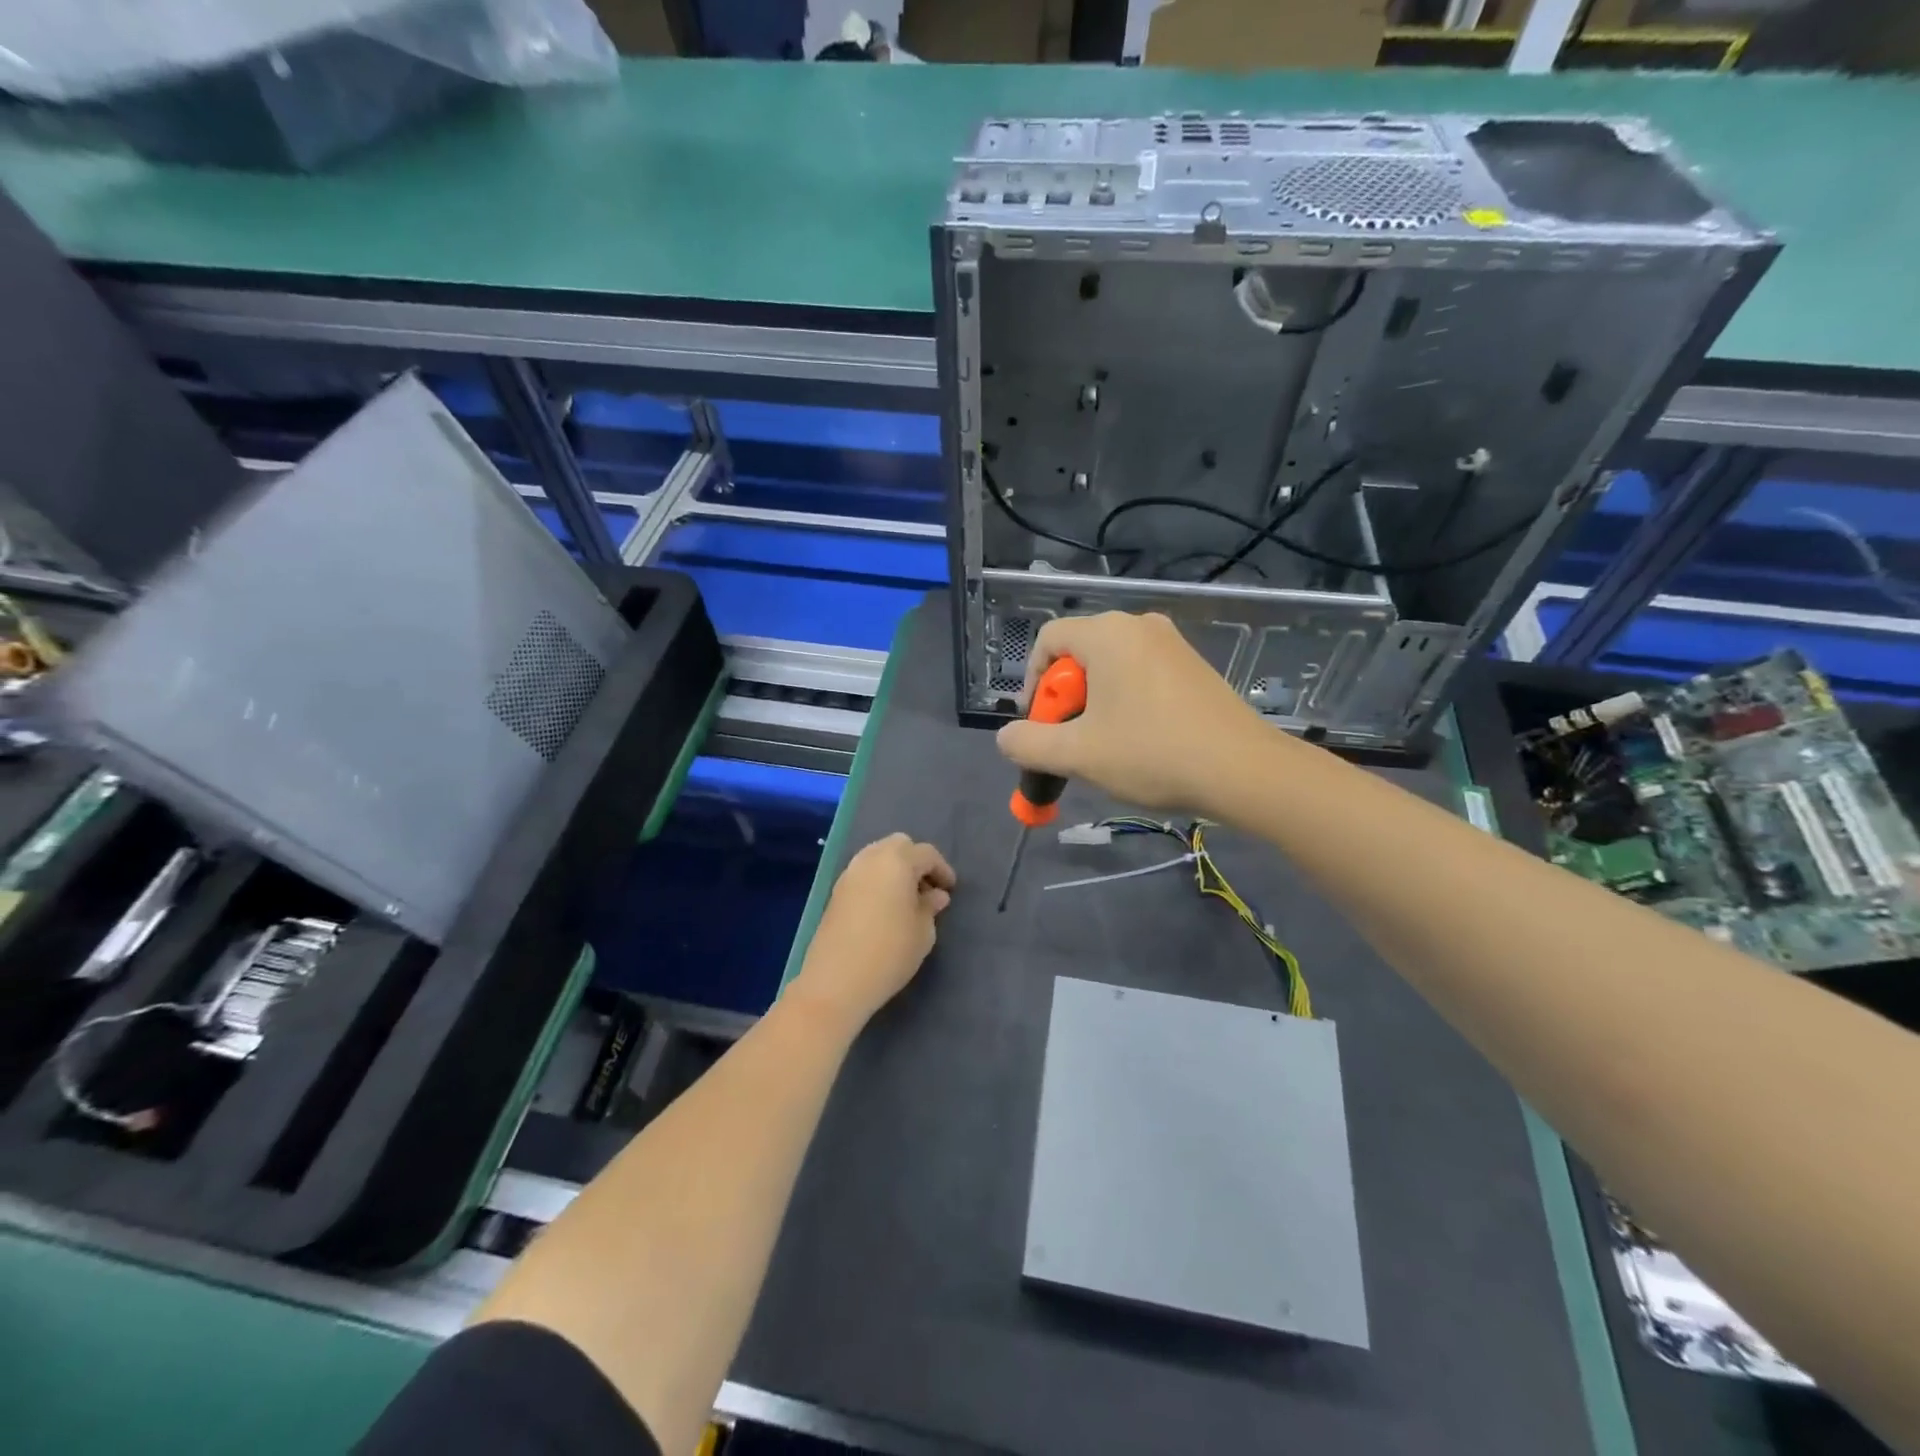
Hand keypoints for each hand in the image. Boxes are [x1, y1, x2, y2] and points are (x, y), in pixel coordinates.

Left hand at [789, 834, 955, 1030]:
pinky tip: (886, 906)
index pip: (926, 854)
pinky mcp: (836, 891)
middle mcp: (871, 858)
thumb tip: (934, 895)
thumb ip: (930, 907)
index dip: (942, 870)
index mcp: (897, 861)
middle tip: (927, 888)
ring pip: (878, 856)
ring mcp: (849, 873)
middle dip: (916, 861)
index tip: (950, 890)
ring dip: (895, 869)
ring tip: (907, 898)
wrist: (836, 980)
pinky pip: (864, 874)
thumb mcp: (923, 932)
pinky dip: (878, 880)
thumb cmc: (890, 953)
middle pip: (899, 845)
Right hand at [996, 612, 1262, 814]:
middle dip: (1063, 698)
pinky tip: (1136, 740)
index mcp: (1107, 633)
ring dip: (1092, 704)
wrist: (1243, 770)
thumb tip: (1007, 738)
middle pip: (1078, 653)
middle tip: (1068, 741)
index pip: (1047, 640)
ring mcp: (1171, 644)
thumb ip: (1029, 743)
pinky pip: (1140, 674)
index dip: (1031, 683)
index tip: (1038, 724)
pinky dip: (1124, 701)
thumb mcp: (1078, 754)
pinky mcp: (1193, 666)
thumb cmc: (1152, 753)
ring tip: (1100, 746)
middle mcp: (1139, 626)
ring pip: (1110, 667)